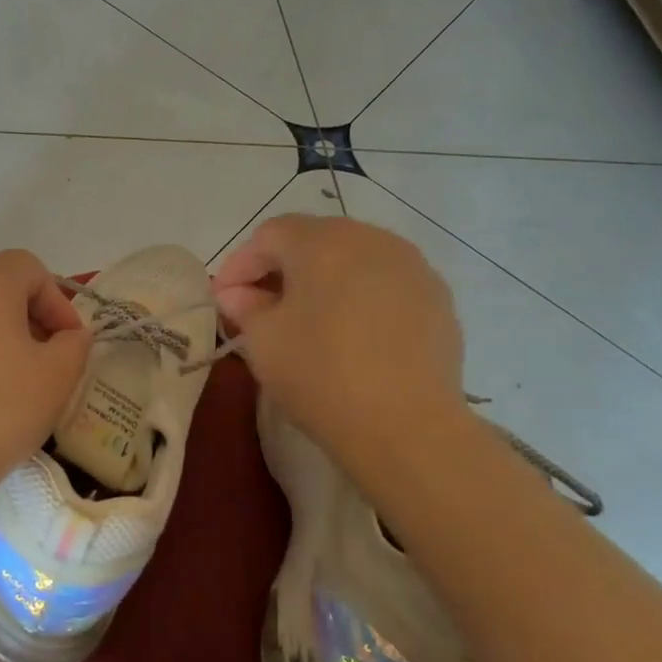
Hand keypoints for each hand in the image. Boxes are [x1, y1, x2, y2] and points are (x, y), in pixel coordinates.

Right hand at [212, 215, 465, 469]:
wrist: (406, 425)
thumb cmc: (320, 373)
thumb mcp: (262, 340)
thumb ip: (245, 307)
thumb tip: (239, 295)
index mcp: (323, 242)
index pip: (269, 235)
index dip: (239, 264)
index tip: (223, 300)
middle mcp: (372, 240)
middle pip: (314, 240)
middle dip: (281, 269)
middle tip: (259, 306)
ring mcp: (412, 267)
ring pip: (353, 260)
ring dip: (322, 281)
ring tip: (306, 320)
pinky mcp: (437, 299)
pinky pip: (385, 285)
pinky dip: (359, 298)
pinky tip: (350, 335)